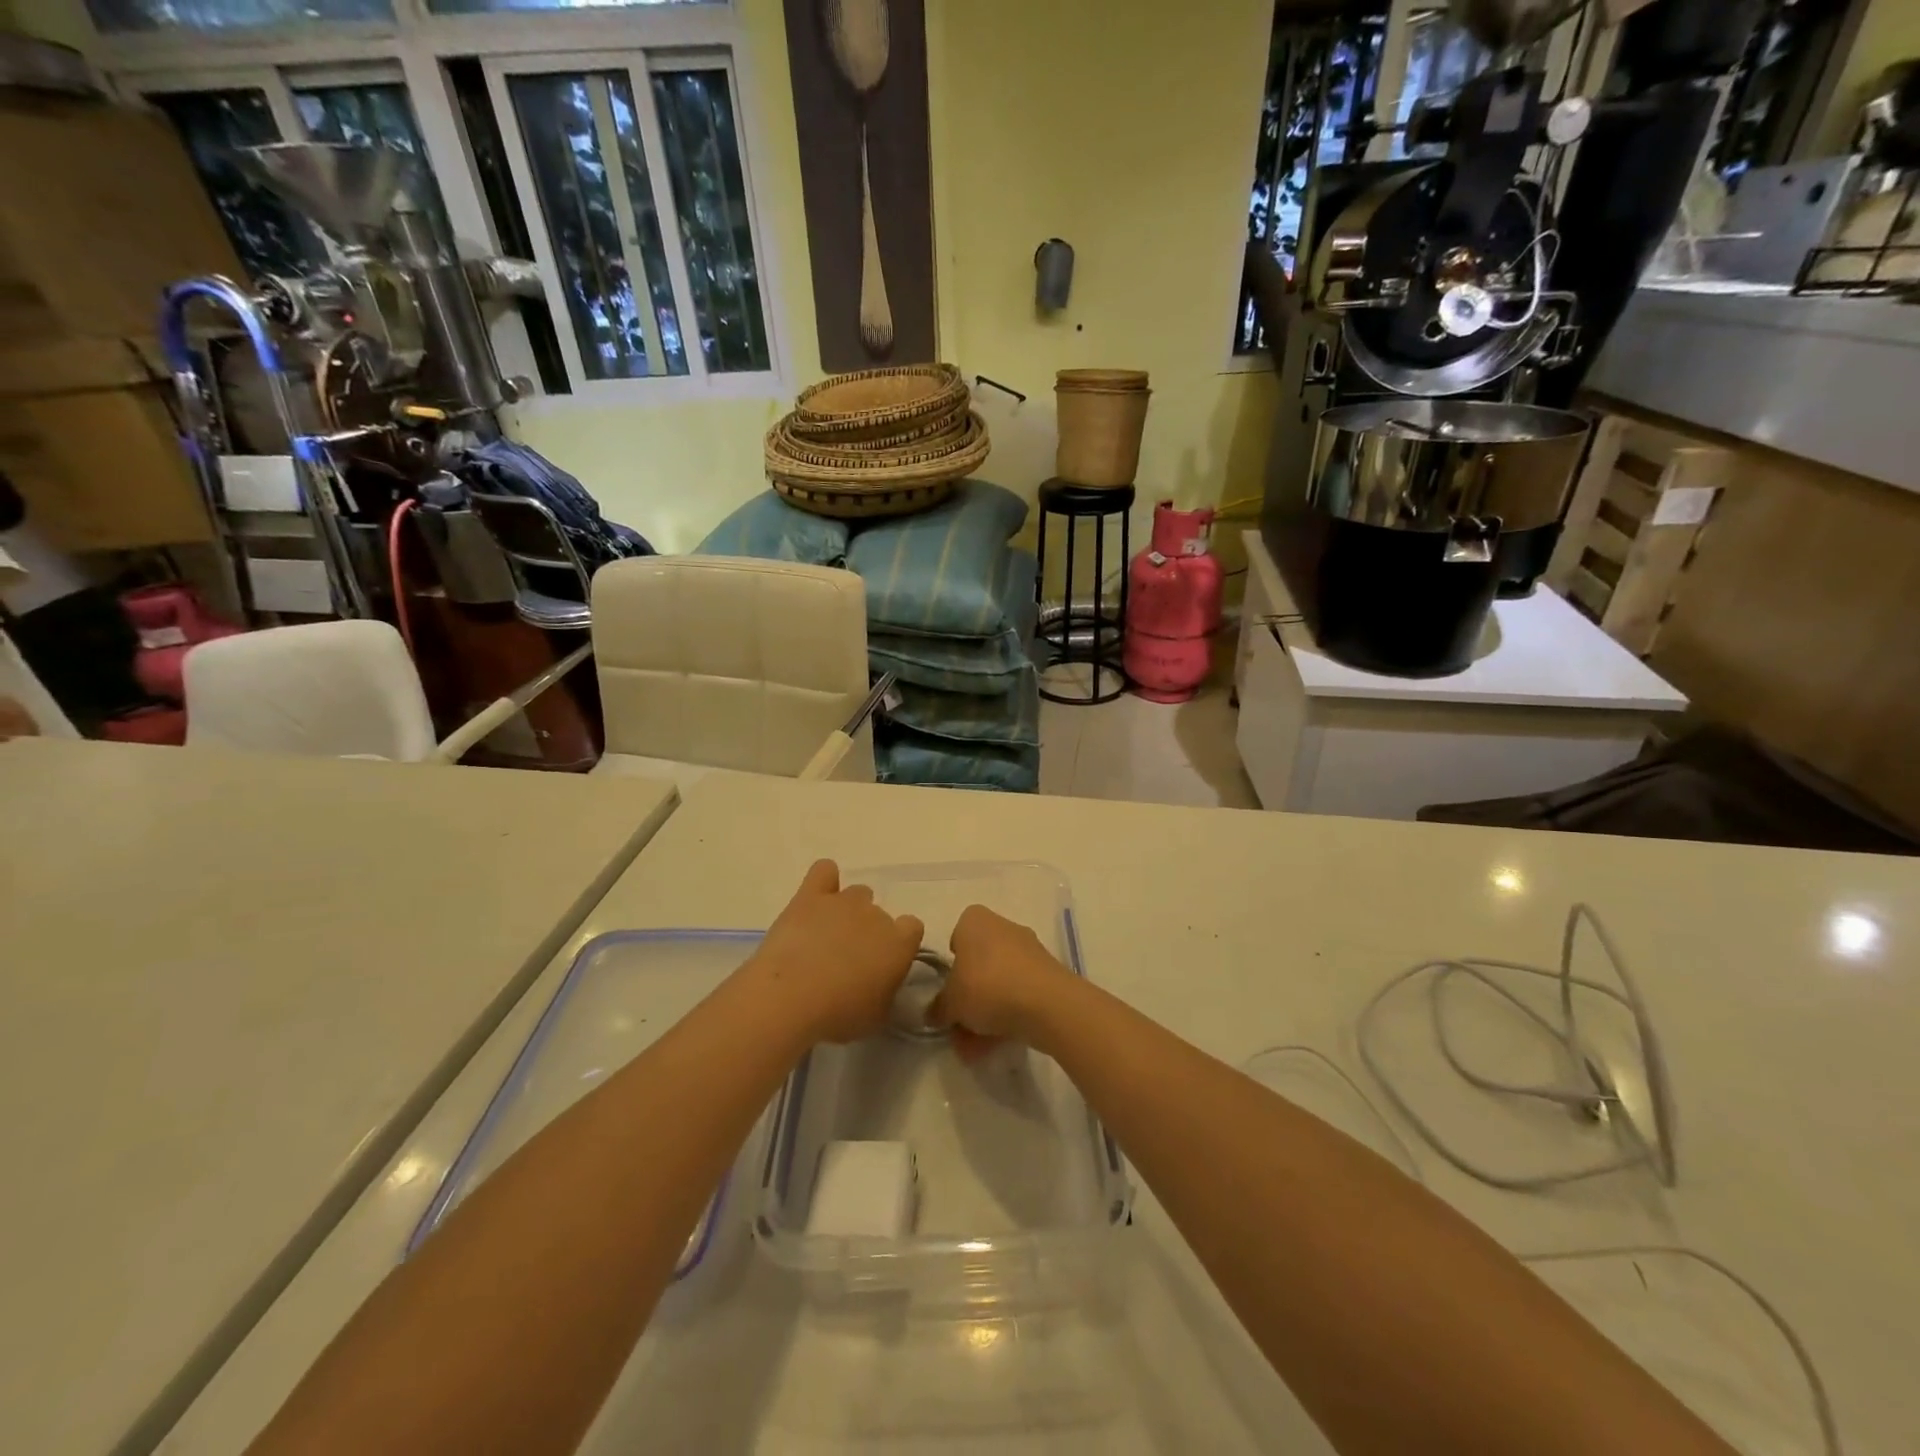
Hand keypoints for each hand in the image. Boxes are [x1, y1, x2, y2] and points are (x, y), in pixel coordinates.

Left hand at [748, 860, 923, 1044]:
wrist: (791, 996)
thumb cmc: (839, 1015)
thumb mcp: (877, 1017)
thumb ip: (887, 993)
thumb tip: (883, 984)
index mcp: (899, 943)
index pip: (912, 928)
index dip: (900, 943)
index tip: (884, 964)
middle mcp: (876, 914)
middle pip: (880, 914)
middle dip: (869, 932)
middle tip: (849, 961)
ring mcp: (843, 901)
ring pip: (856, 893)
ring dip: (848, 911)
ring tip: (827, 937)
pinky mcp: (810, 896)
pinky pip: (824, 871)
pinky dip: (824, 881)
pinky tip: (816, 899)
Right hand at [932, 904, 1077, 1060]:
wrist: (1046, 1004)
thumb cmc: (987, 987)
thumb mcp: (950, 1003)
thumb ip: (938, 1008)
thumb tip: (934, 1013)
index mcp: (975, 920)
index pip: (957, 936)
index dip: (951, 964)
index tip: (949, 989)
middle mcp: (1003, 928)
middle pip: (979, 964)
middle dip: (969, 998)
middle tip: (959, 1028)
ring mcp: (1029, 950)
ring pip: (999, 982)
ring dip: (986, 1013)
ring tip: (976, 1050)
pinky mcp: (1048, 974)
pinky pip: (1020, 993)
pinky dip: (1008, 1015)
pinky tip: (998, 1045)